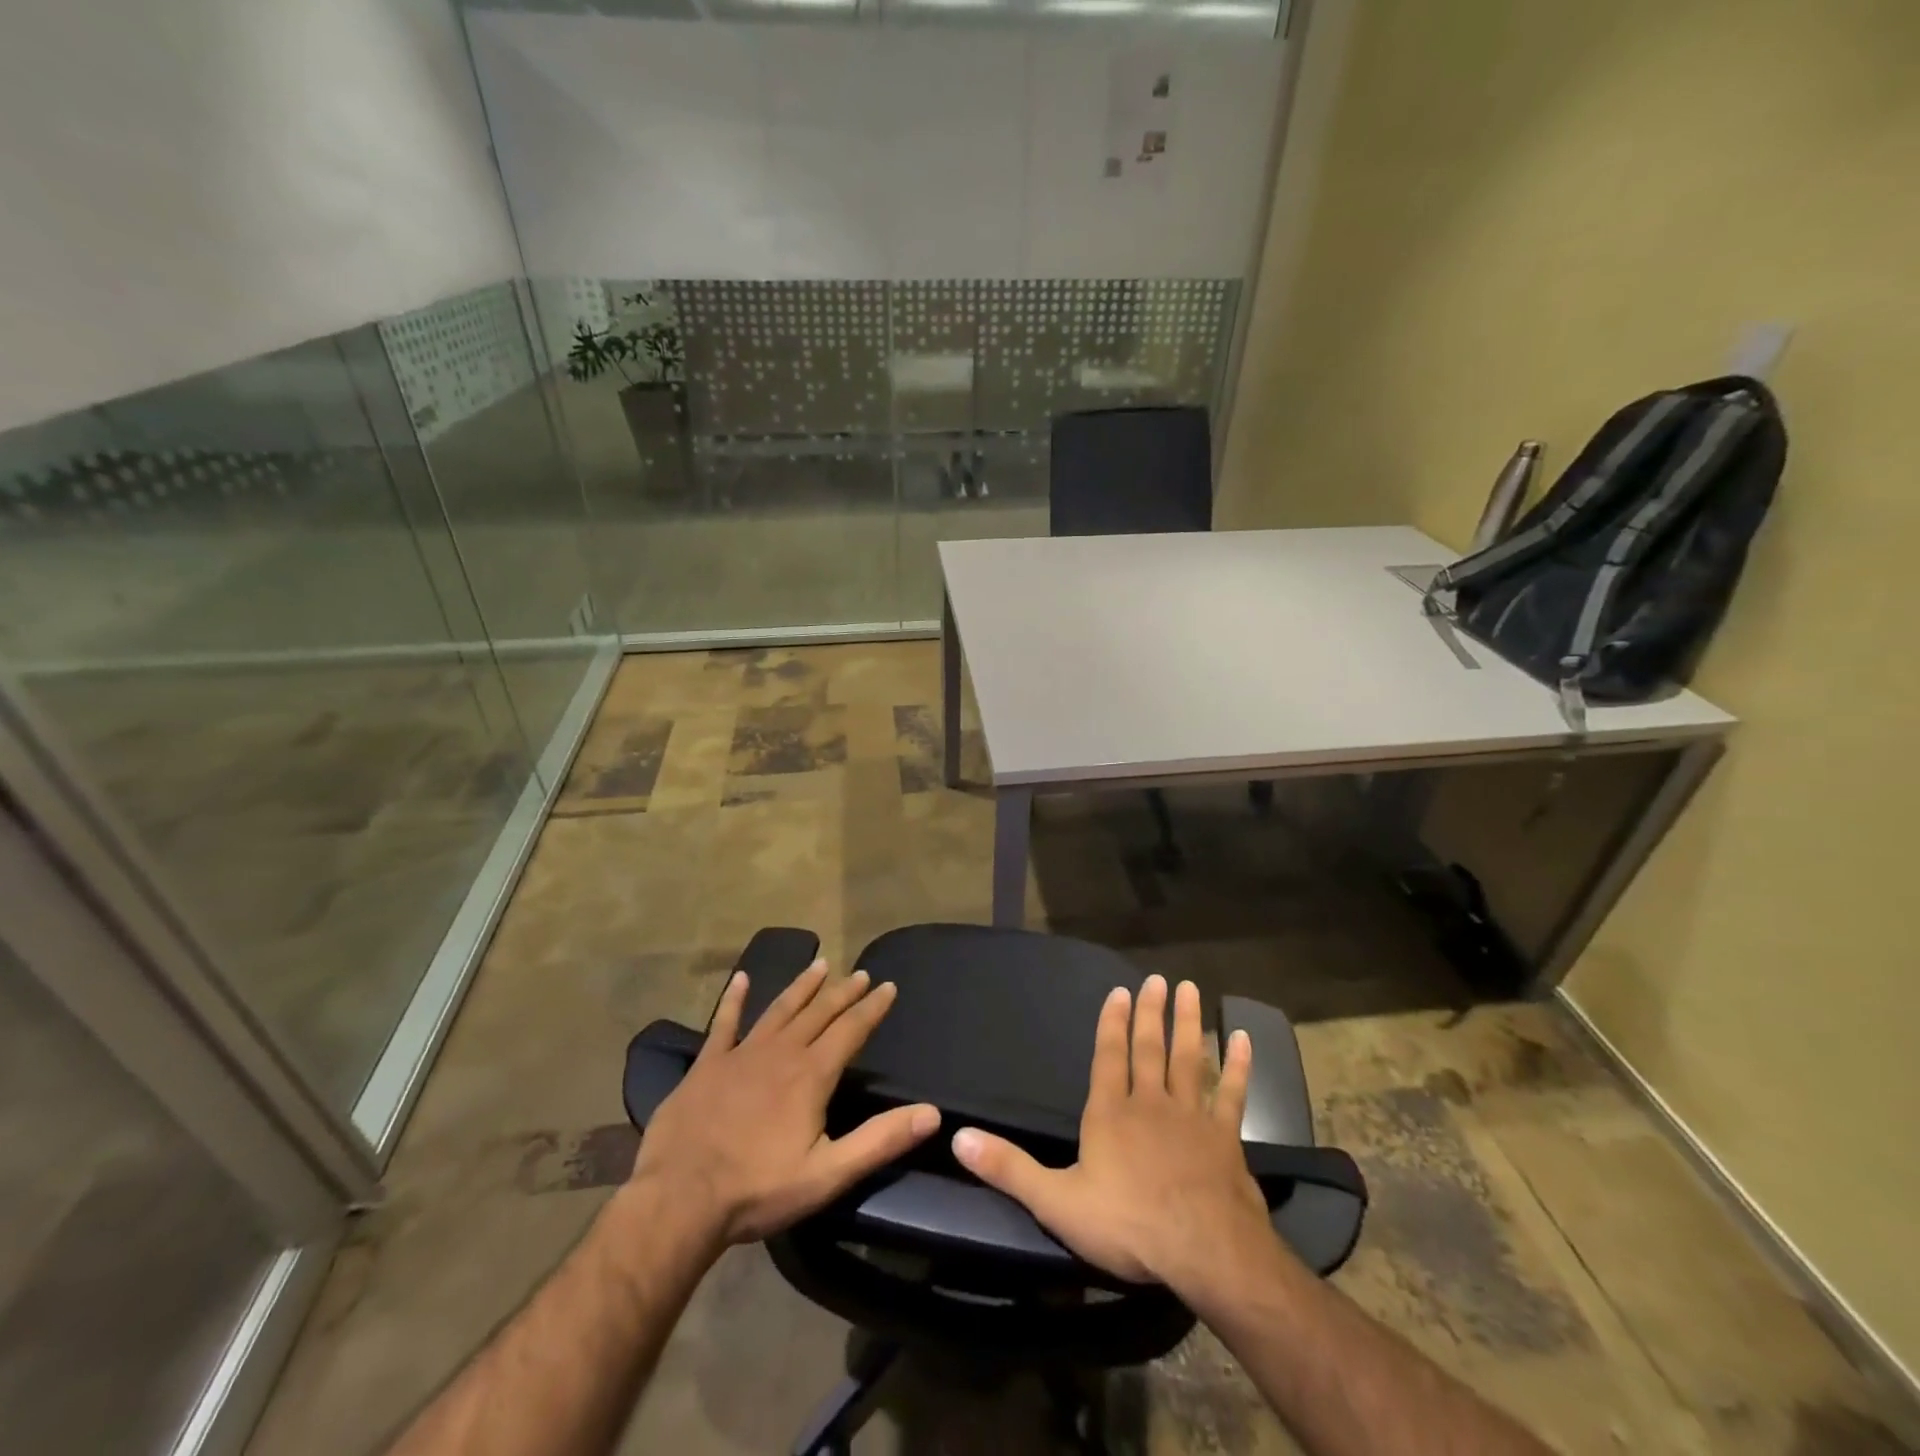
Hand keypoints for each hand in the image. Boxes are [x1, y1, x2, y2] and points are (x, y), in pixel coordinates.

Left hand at [631, 960, 940, 1245]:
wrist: (679, 1199)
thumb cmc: (758, 1189)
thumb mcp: (828, 1173)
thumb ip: (880, 1140)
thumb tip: (932, 1112)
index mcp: (811, 1075)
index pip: (851, 1030)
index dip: (872, 1008)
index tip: (888, 986)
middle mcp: (781, 1052)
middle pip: (819, 1013)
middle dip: (843, 992)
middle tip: (860, 972)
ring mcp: (741, 1054)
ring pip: (780, 1009)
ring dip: (802, 986)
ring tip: (819, 965)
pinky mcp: (707, 1064)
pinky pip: (724, 1023)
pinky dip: (735, 999)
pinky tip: (742, 978)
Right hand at [951, 975, 1275, 1295]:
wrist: (1205, 1252)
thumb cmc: (1128, 1224)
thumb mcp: (1056, 1201)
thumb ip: (1009, 1168)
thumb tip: (958, 1139)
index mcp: (1110, 1114)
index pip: (1109, 1058)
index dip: (1112, 1024)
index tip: (1119, 991)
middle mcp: (1150, 1103)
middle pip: (1150, 1049)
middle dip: (1151, 1013)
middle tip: (1158, 979)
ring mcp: (1191, 1117)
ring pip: (1188, 1059)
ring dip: (1188, 1024)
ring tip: (1189, 989)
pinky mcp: (1226, 1138)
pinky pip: (1231, 1094)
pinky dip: (1238, 1066)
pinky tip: (1242, 1039)